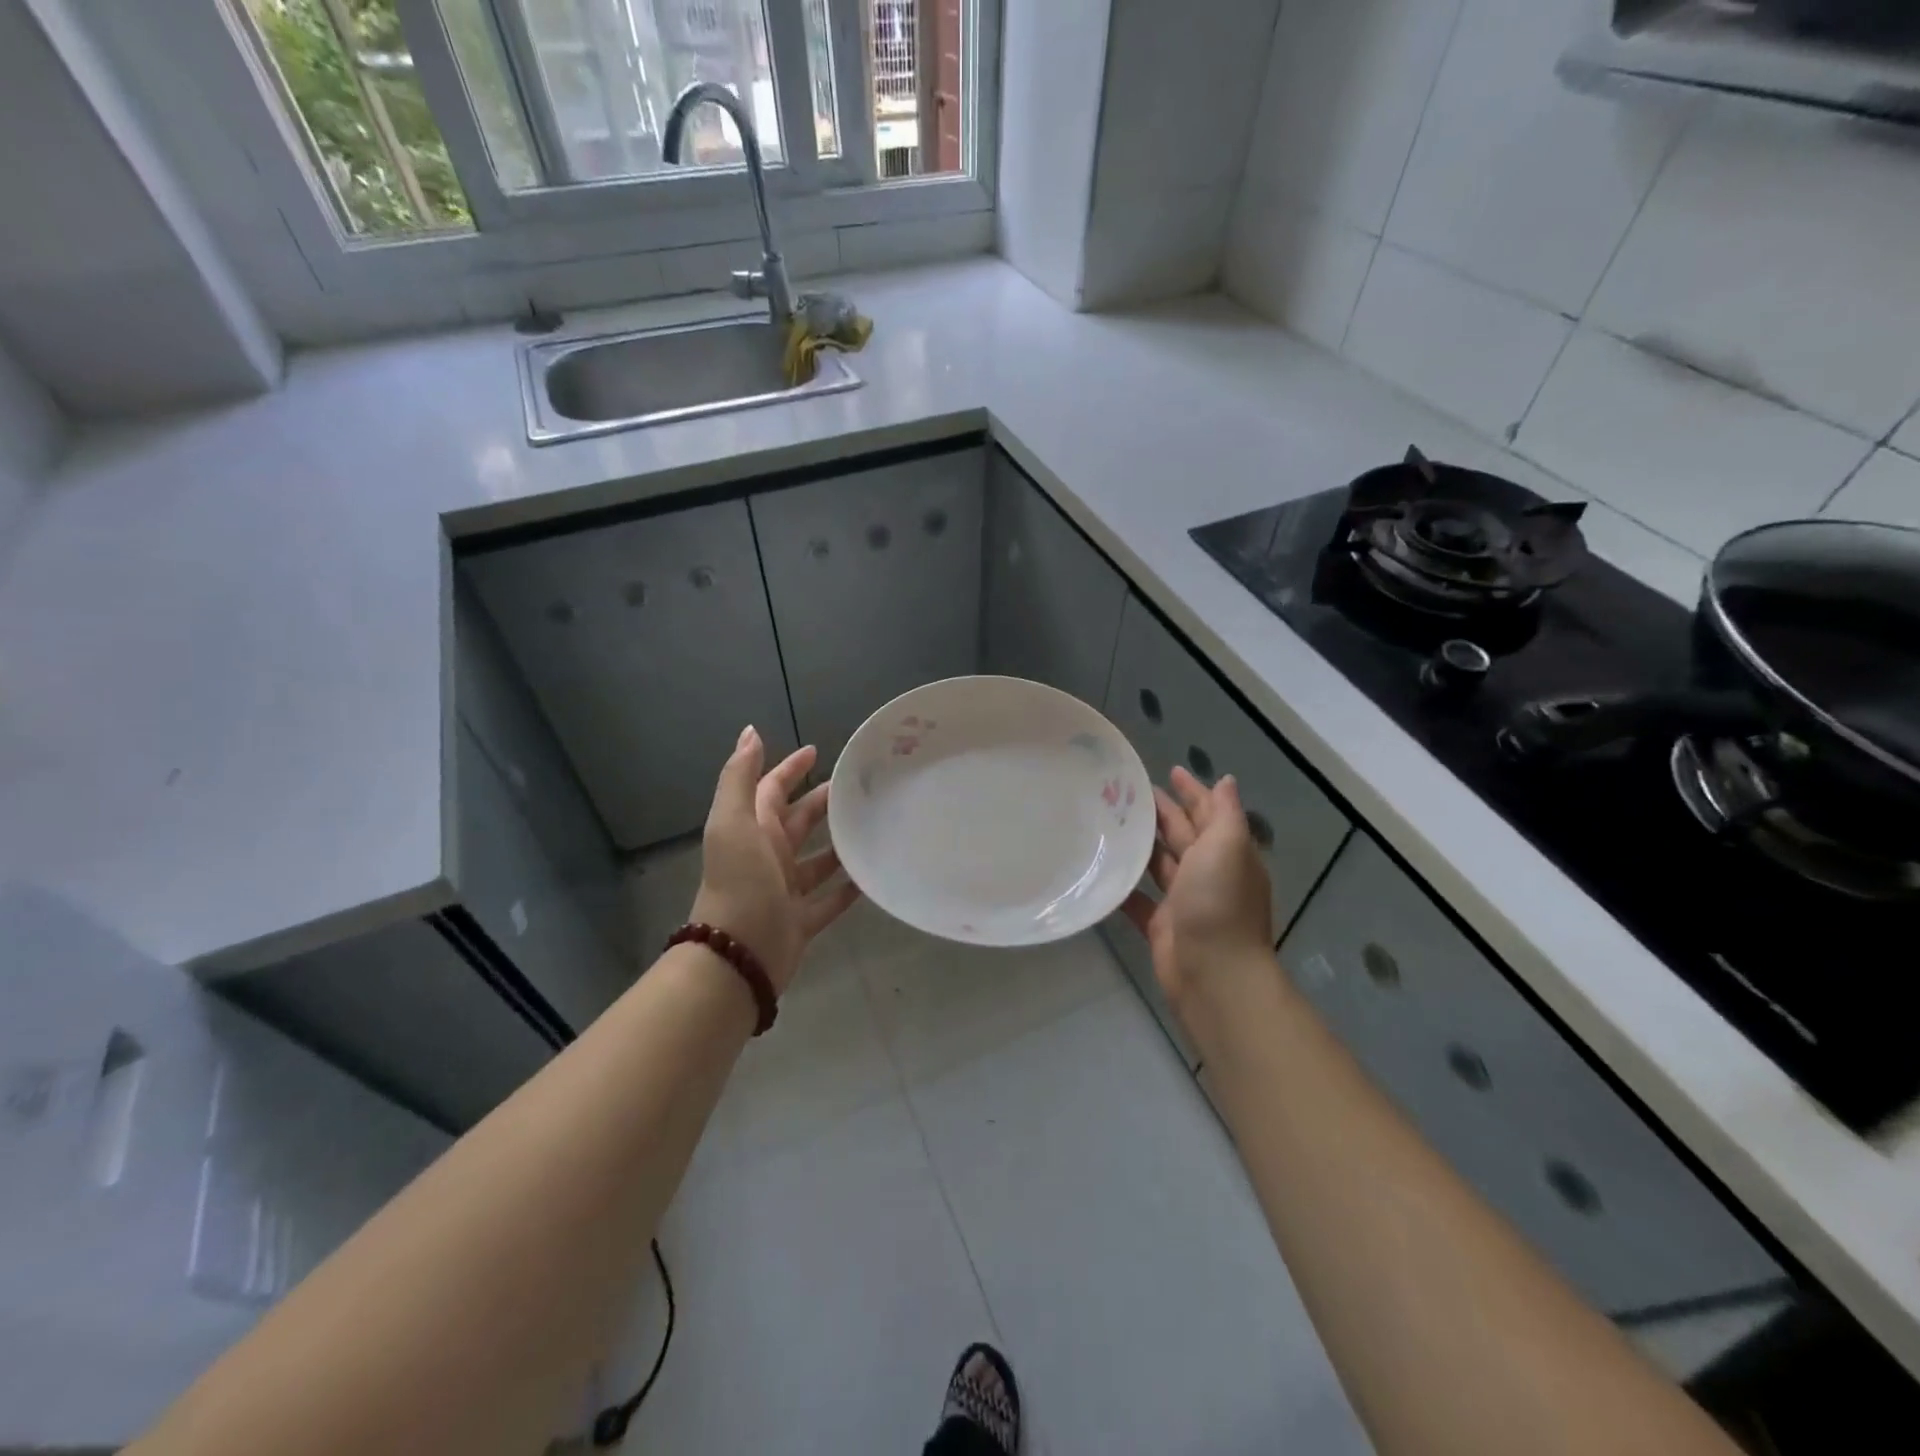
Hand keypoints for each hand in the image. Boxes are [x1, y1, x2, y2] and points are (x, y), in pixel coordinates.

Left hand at [690, 726, 859, 996]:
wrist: (737, 957)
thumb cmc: (739, 883)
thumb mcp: (733, 823)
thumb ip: (739, 777)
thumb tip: (750, 732)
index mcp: (752, 830)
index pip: (772, 790)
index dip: (790, 769)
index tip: (817, 751)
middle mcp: (768, 856)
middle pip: (799, 822)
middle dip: (823, 802)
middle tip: (860, 787)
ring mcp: (785, 890)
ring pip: (818, 860)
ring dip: (840, 844)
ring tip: (873, 827)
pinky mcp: (802, 921)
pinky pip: (830, 900)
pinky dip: (849, 889)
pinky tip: (872, 876)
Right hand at [1122, 766, 1277, 1041]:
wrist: (1213, 972)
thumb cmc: (1219, 902)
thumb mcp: (1227, 846)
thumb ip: (1224, 813)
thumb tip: (1225, 781)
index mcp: (1227, 853)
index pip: (1209, 813)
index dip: (1192, 791)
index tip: (1169, 770)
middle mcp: (1208, 874)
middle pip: (1182, 835)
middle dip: (1161, 812)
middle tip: (1126, 791)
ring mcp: (1184, 901)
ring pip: (1159, 864)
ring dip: (1140, 844)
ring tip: (1108, 821)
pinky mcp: (1161, 925)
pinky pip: (1138, 900)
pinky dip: (1123, 886)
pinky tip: (1101, 869)